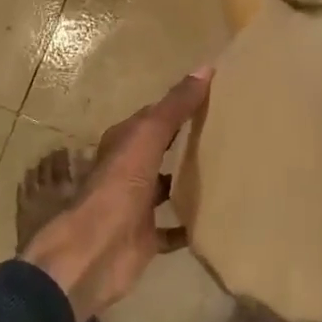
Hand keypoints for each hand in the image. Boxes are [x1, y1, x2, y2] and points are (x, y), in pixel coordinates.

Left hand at [21, 68, 211, 321]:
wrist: (92, 253)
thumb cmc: (117, 189)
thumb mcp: (146, 138)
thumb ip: (174, 107)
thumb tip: (205, 67)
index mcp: (124, 143)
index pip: (155, 116)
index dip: (180, 105)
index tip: (215, 97)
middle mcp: (128, 171)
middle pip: (161, 151)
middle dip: (187, 142)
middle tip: (229, 133)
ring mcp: (136, 206)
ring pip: (166, 187)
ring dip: (189, 181)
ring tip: (229, 172)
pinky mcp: (146, 238)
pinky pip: (173, 229)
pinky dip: (190, 225)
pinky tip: (217, 220)